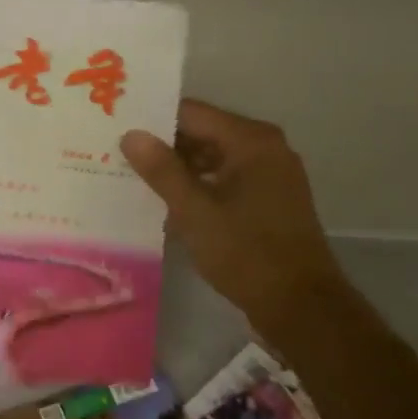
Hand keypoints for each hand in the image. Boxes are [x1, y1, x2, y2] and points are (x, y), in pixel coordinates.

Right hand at [120, 99, 345, 329]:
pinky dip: (199, 186)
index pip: (192, 113)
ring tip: (134, 178)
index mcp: (251, 141)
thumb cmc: (246, 252)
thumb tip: (131, 135)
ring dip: (179, 169)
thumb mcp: (194, 211)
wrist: (300, 305)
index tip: (117, 128)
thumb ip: (162, 170)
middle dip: (163, 145)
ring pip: (214, 158)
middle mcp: (265, 148)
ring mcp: (271, 174)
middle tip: (118, 154)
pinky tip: (168, 203)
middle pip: (203, 133)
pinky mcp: (269, 199)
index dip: (153, 120)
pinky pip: (226, 179)